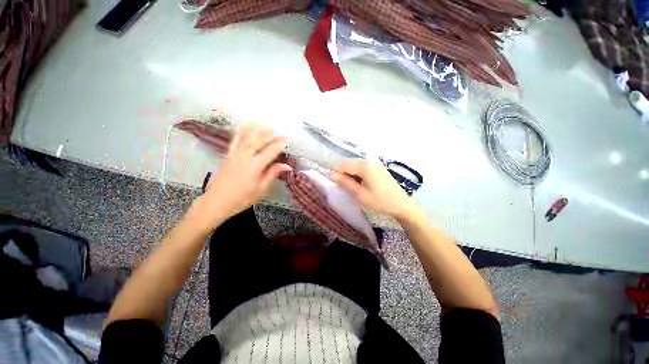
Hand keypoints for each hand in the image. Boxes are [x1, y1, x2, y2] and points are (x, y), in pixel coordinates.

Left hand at [189, 126, 291, 228]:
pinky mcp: (227, 156)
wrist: (216, 202)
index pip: (271, 151)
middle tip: (280, 133)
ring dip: (257, 131)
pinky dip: (240, 133)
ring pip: (247, 138)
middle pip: (259, 141)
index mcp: (255, 166)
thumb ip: (273, 174)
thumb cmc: (242, 198)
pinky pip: (234, 141)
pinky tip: (243, 129)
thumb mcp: (262, 189)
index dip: (281, 144)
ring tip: (265, 125)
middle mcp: (245, 156)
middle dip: (271, 136)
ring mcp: (234, 154)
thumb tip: (287, 166)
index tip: (289, 139)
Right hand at [331, 159, 417, 218]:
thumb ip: (345, 183)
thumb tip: (332, 175)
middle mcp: (369, 160)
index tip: (334, 184)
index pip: (342, 164)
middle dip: (343, 174)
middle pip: (348, 163)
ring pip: (355, 165)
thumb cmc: (380, 201)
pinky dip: (357, 174)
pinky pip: (362, 167)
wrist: (401, 204)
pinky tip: (361, 184)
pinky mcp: (377, 166)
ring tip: (353, 188)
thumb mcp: (360, 194)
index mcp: (364, 166)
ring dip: (350, 175)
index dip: (335, 173)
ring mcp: (374, 162)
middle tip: (344, 188)